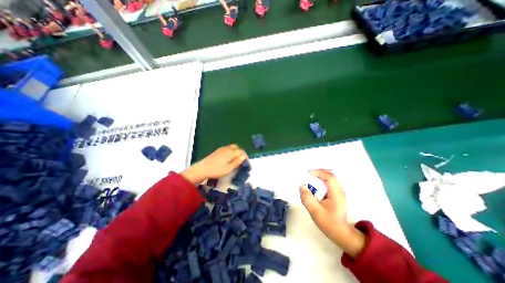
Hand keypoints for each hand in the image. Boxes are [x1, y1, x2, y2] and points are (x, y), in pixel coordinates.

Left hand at [181, 145, 247, 185]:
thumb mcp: (229, 168)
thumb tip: (244, 156)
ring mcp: (221, 149)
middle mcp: (227, 148)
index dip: (245, 156)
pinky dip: (231, 152)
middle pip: (237, 147)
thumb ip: (237, 162)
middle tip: (242, 160)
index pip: (241, 151)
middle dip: (241, 152)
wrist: (202, 169)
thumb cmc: (217, 170)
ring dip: (236, 152)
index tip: (247, 162)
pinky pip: (227, 149)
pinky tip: (229, 158)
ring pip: (232, 147)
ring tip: (236, 160)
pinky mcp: (217, 151)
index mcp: (230, 152)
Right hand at [297, 170, 364, 257]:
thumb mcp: (315, 212)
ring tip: (309, 179)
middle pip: (330, 175)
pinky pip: (328, 183)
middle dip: (318, 173)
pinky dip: (321, 181)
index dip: (318, 172)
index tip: (307, 173)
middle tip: (307, 175)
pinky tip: (315, 186)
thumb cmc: (329, 223)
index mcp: (336, 194)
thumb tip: (301, 186)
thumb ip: (307, 198)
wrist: (341, 234)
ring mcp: (339, 192)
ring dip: (319, 177)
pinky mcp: (336, 195)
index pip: (329, 177)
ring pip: (329, 178)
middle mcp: (339, 190)